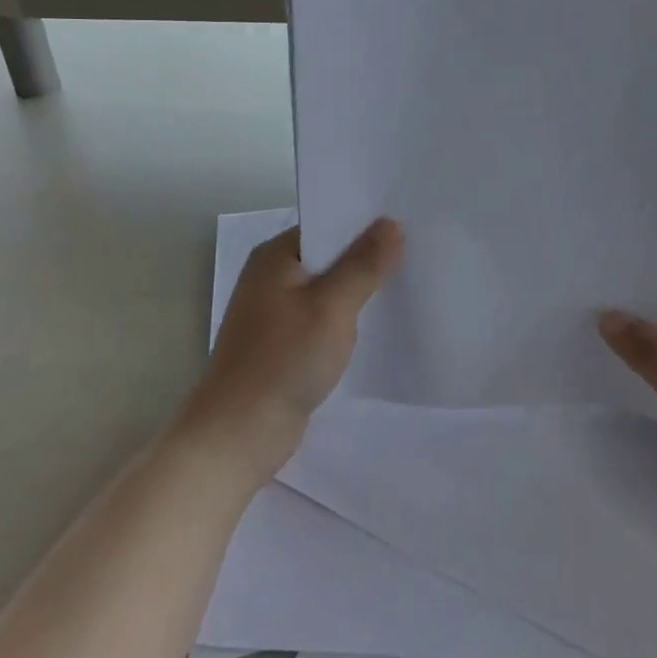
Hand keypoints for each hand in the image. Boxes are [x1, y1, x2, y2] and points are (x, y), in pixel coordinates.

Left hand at [178, 219, 402, 484]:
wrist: (237, 436)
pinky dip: (349, 317)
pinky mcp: (286, 344)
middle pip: (330, 255)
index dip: (366, 222)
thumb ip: (364, 264)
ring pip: (330, 288)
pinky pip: (326, 317)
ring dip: (361, 288)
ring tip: (409, 281)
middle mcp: (273, 277)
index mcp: (276, 257)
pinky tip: (381, 322)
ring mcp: (277, 312)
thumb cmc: (282, 361)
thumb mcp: (331, 307)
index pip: (328, 223)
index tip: (409, 221)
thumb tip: (391, 223)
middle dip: (369, 255)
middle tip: (419, 249)